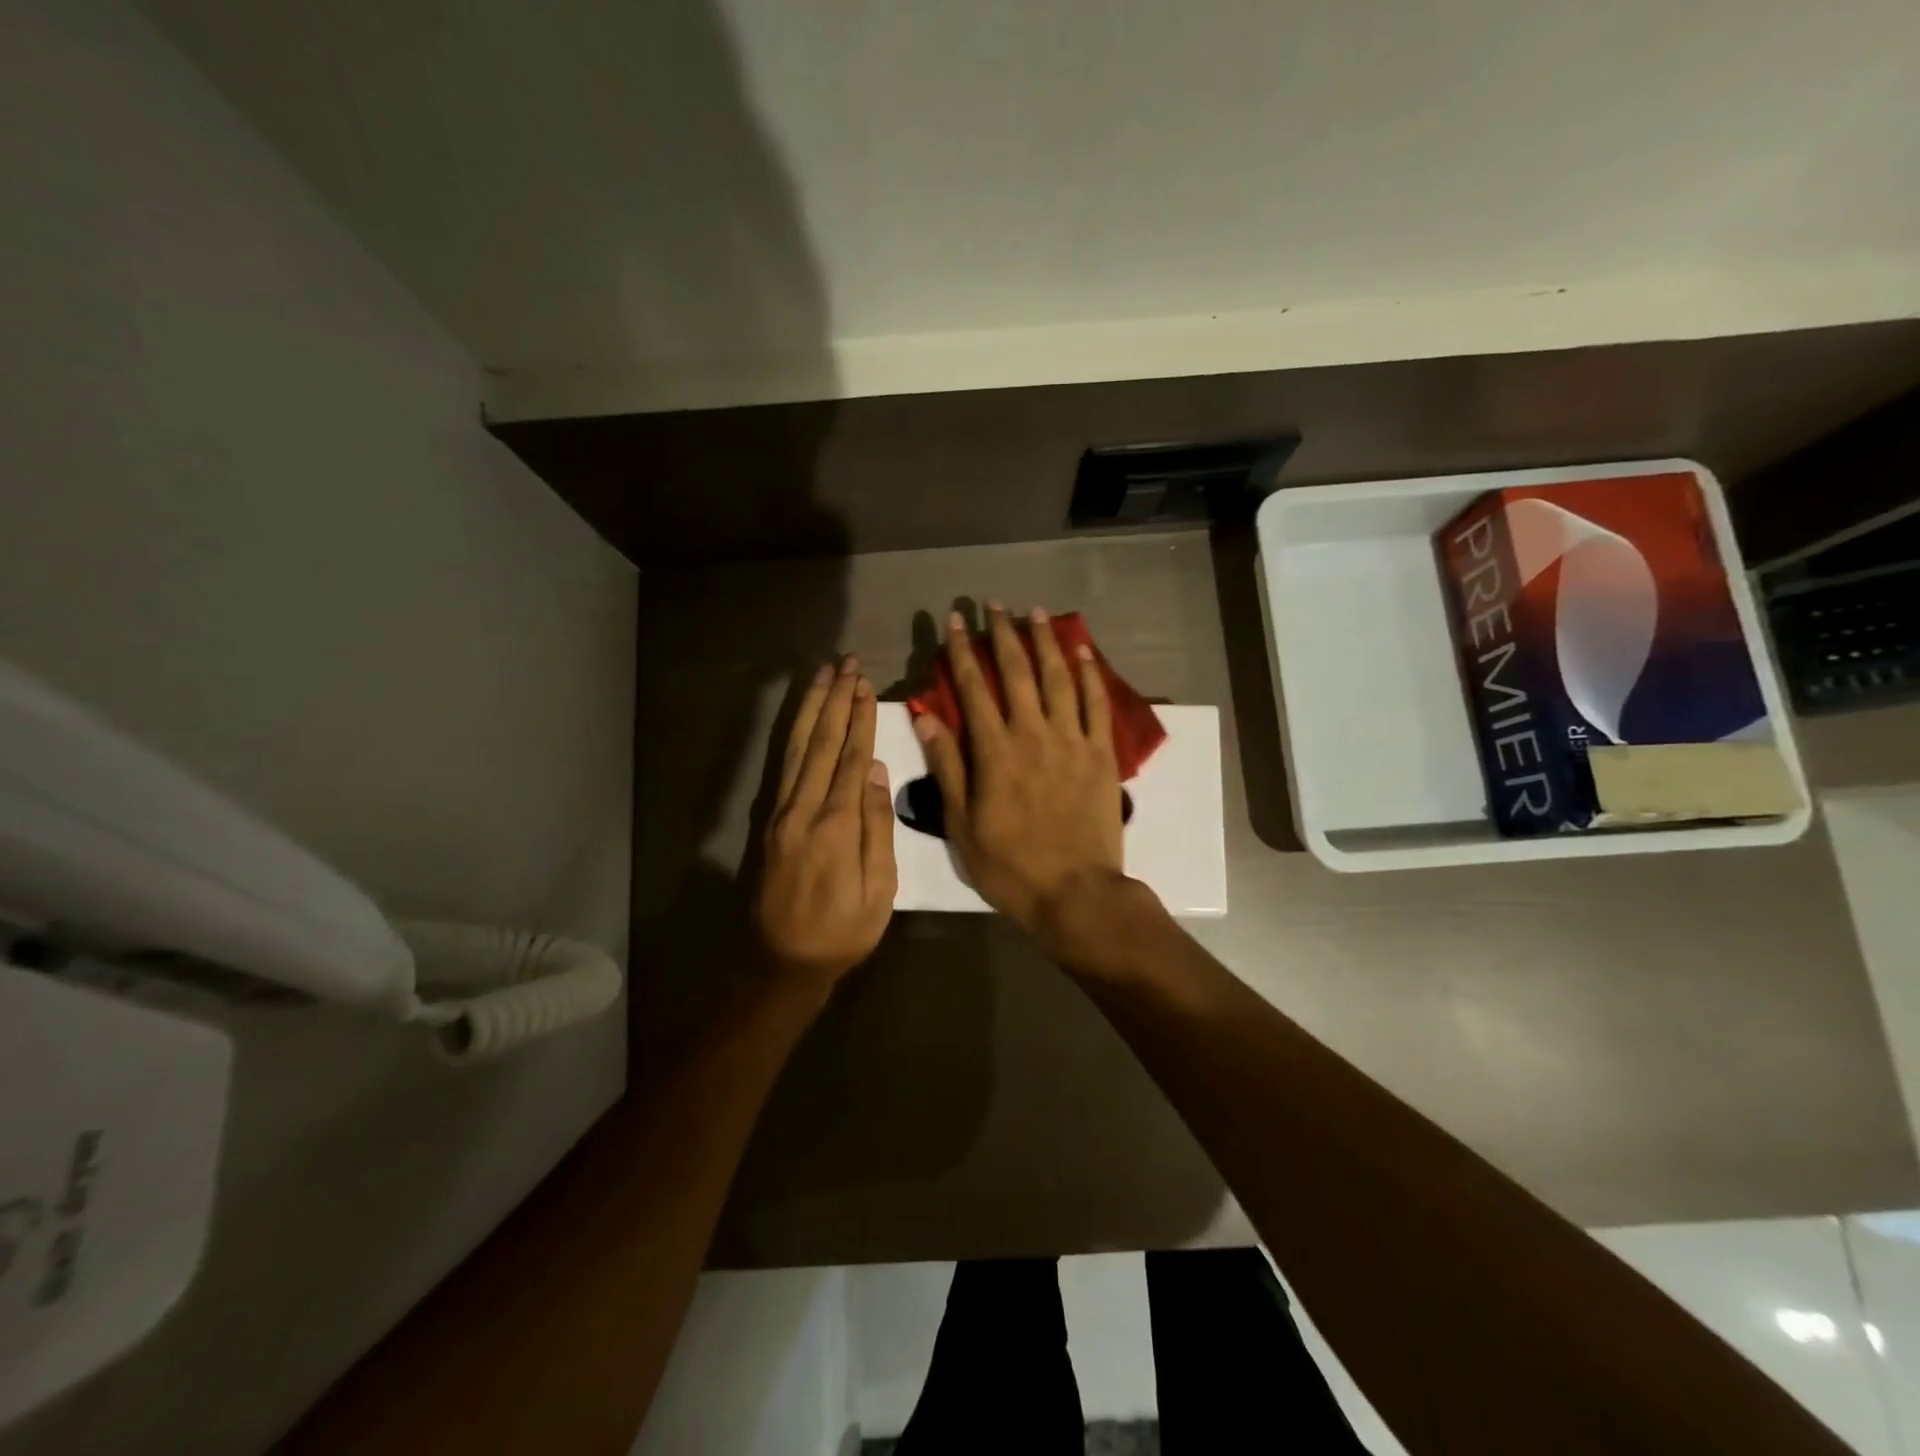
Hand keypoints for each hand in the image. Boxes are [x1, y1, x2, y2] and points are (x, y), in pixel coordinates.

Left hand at [753, 657, 895, 984]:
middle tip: (846, 664)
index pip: (849, 757)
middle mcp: (802, 808)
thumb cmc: (840, 932)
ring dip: (811, 709)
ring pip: (796, 747)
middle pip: (820, 742)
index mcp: (835, 824)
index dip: (859, 719)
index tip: (866, 684)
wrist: (779, 961)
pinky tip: (801, 719)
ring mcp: (780, 812)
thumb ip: (876, 827)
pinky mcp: (769, 820)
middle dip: (835, 701)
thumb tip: (873, 770)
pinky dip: (793, 735)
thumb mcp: (877, 890)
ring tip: (822, 676)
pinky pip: (782, 766)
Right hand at [914, 606, 1135, 956]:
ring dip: (1045, 642)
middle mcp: (1033, 734)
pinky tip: (1083, 651)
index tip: (954, 621)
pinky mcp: (1102, 754)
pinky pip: (1096, 704)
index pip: (974, 688)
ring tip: (1036, 612)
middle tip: (994, 604)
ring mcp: (1072, 741)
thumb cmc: (1011, 865)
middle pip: (1017, 672)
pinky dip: (1090, 674)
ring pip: (1058, 678)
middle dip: (1003, 634)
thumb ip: (947, 766)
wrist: (1076, 892)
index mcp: (994, 751)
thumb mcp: (962, 824)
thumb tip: (927, 717)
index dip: (962, 651)